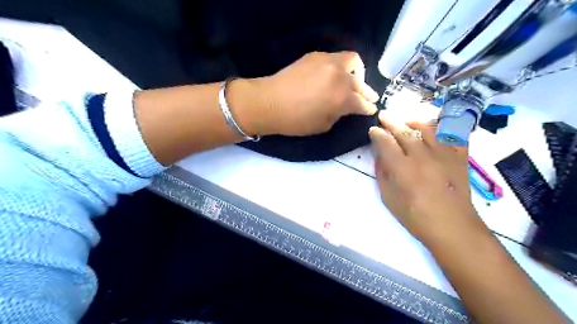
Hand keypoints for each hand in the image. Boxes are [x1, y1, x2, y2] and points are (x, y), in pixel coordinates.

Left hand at [252, 51, 378, 136]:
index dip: (368, 108)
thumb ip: (339, 114)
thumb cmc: (295, 121)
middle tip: (369, 98)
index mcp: (342, 98)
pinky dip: (341, 66)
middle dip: (367, 92)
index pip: (362, 103)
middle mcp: (339, 77)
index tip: (370, 110)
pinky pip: (336, 57)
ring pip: (353, 61)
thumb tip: (345, 107)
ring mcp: (328, 62)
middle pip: (360, 83)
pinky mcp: (316, 56)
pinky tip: (335, 75)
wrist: (269, 103)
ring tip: (354, 80)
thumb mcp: (323, 125)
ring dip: (358, 73)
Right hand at [369, 112, 489, 246]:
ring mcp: (444, 155)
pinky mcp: (460, 158)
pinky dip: (443, 129)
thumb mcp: (389, 198)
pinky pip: (453, 136)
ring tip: (407, 121)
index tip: (373, 130)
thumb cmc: (416, 217)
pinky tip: (434, 131)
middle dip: (391, 122)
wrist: (453, 227)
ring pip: (428, 128)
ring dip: (414, 121)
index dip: (377, 134)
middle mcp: (423, 157)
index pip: (386, 143)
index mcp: (403, 169)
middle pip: (405, 132)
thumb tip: (379, 156)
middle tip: (384, 115)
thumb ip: (383, 174)